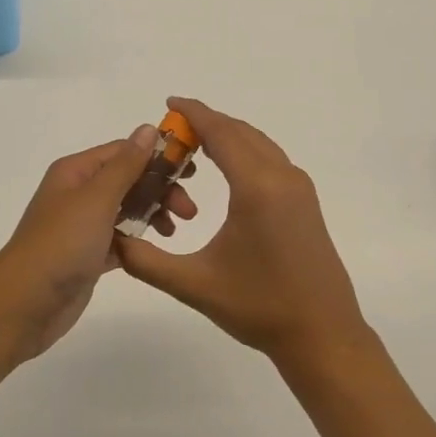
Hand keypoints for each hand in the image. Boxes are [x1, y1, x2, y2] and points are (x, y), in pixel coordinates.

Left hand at [0, 126, 198, 362]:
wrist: (24, 305)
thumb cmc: (61, 244)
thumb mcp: (97, 198)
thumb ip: (126, 165)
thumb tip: (148, 128)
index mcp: (76, 172)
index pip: (124, 151)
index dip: (157, 156)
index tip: (191, 170)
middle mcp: (78, 193)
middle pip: (129, 179)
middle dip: (160, 189)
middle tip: (189, 210)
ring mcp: (83, 225)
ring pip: (128, 209)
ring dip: (154, 213)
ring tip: (175, 230)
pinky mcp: (88, 255)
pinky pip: (121, 238)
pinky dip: (139, 239)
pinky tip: (157, 248)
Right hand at [115, 97, 369, 366]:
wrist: (323, 334)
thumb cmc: (259, 308)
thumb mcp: (195, 285)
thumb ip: (147, 261)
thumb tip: (112, 238)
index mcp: (257, 187)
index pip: (221, 133)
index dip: (194, 113)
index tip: (169, 102)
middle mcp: (282, 176)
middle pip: (240, 132)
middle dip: (206, 123)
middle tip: (172, 131)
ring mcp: (299, 187)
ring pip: (258, 143)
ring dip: (227, 135)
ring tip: (194, 144)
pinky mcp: (306, 200)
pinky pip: (271, 158)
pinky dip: (245, 150)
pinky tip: (227, 168)